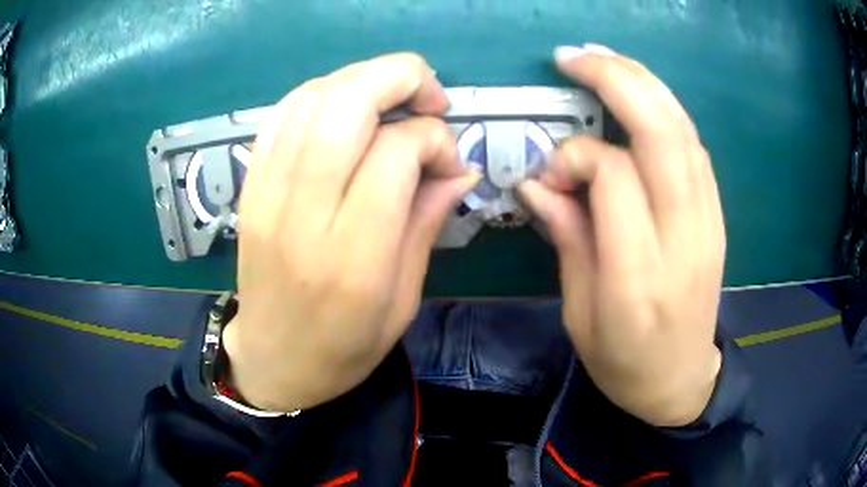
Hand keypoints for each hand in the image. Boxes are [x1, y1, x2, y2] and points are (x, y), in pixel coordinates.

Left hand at [222, 53, 478, 411]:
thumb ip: (427, 222)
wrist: (274, 360)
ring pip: (312, 98)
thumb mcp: (404, 300)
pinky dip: (322, 94)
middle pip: (346, 103)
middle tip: (429, 97)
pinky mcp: (250, 186)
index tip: (447, 161)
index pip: (394, 152)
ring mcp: (266, 194)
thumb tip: (459, 167)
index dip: (432, 138)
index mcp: (352, 256)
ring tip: (392, 99)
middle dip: (399, 77)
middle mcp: (302, 214)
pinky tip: (347, 109)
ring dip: (362, 79)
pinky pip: (282, 114)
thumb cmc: (345, 346)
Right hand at [519, 45, 724, 426]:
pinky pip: (693, 146)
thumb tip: (535, 181)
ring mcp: (708, 222)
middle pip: (661, 135)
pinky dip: (665, 109)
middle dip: (616, 80)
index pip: (614, 178)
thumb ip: (566, 237)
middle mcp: (683, 239)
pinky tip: (639, 94)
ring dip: (643, 83)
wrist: (681, 378)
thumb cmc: (623, 360)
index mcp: (637, 278)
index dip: (575, 157)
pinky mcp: (716, 214)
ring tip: (602, 58)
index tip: (549, 174)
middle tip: (573, 56)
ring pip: (682, 130)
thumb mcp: (579, 312)